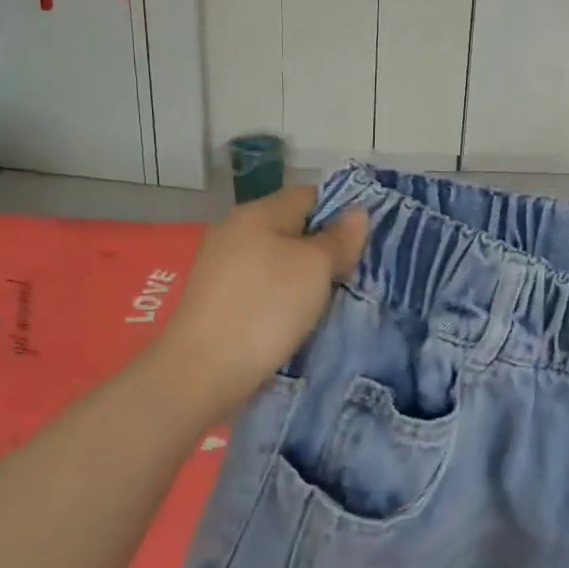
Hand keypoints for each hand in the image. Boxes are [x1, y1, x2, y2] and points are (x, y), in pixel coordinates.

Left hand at [156, 185, 367, 420]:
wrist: (204, 372)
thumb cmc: (266, 307)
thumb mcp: (315, 267)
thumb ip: (338, 238)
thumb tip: (357, 213)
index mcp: (256, 213)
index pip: (309, 195)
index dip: (340, 212)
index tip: (364, 242)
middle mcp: (234, 232)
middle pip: (292, 228)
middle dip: (324, 248)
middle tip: (354, 274)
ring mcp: (222, 268)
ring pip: (278, 261)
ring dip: (305, 277)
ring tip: (332, 299)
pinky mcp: (218, 301)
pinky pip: (263, 288)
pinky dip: (284, 298)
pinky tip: (299, 318)